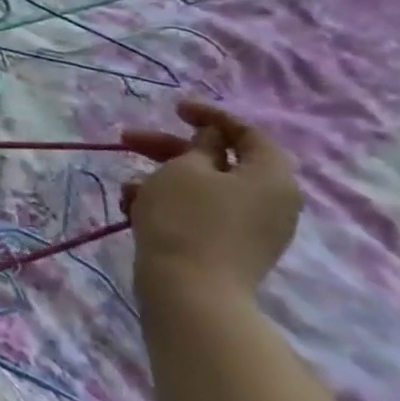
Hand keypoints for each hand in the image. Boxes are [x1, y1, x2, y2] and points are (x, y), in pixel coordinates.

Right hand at [121, 99, 302, 304]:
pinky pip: (202, 212)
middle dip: (170, 149)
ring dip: (162, 179)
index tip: (174, 109)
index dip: (211, 116)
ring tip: (127, 188)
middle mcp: (272, 201)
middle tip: (129, 140)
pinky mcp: (232, 248)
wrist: (191, 291)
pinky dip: (170, 203)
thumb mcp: (184, 170)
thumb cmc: (187, 219)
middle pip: (221, 161)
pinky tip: (135, 209)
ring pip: (205, 188)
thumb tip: (212, 142)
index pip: (249, 134)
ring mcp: (254, 228)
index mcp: (271, 177)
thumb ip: (199, 148)